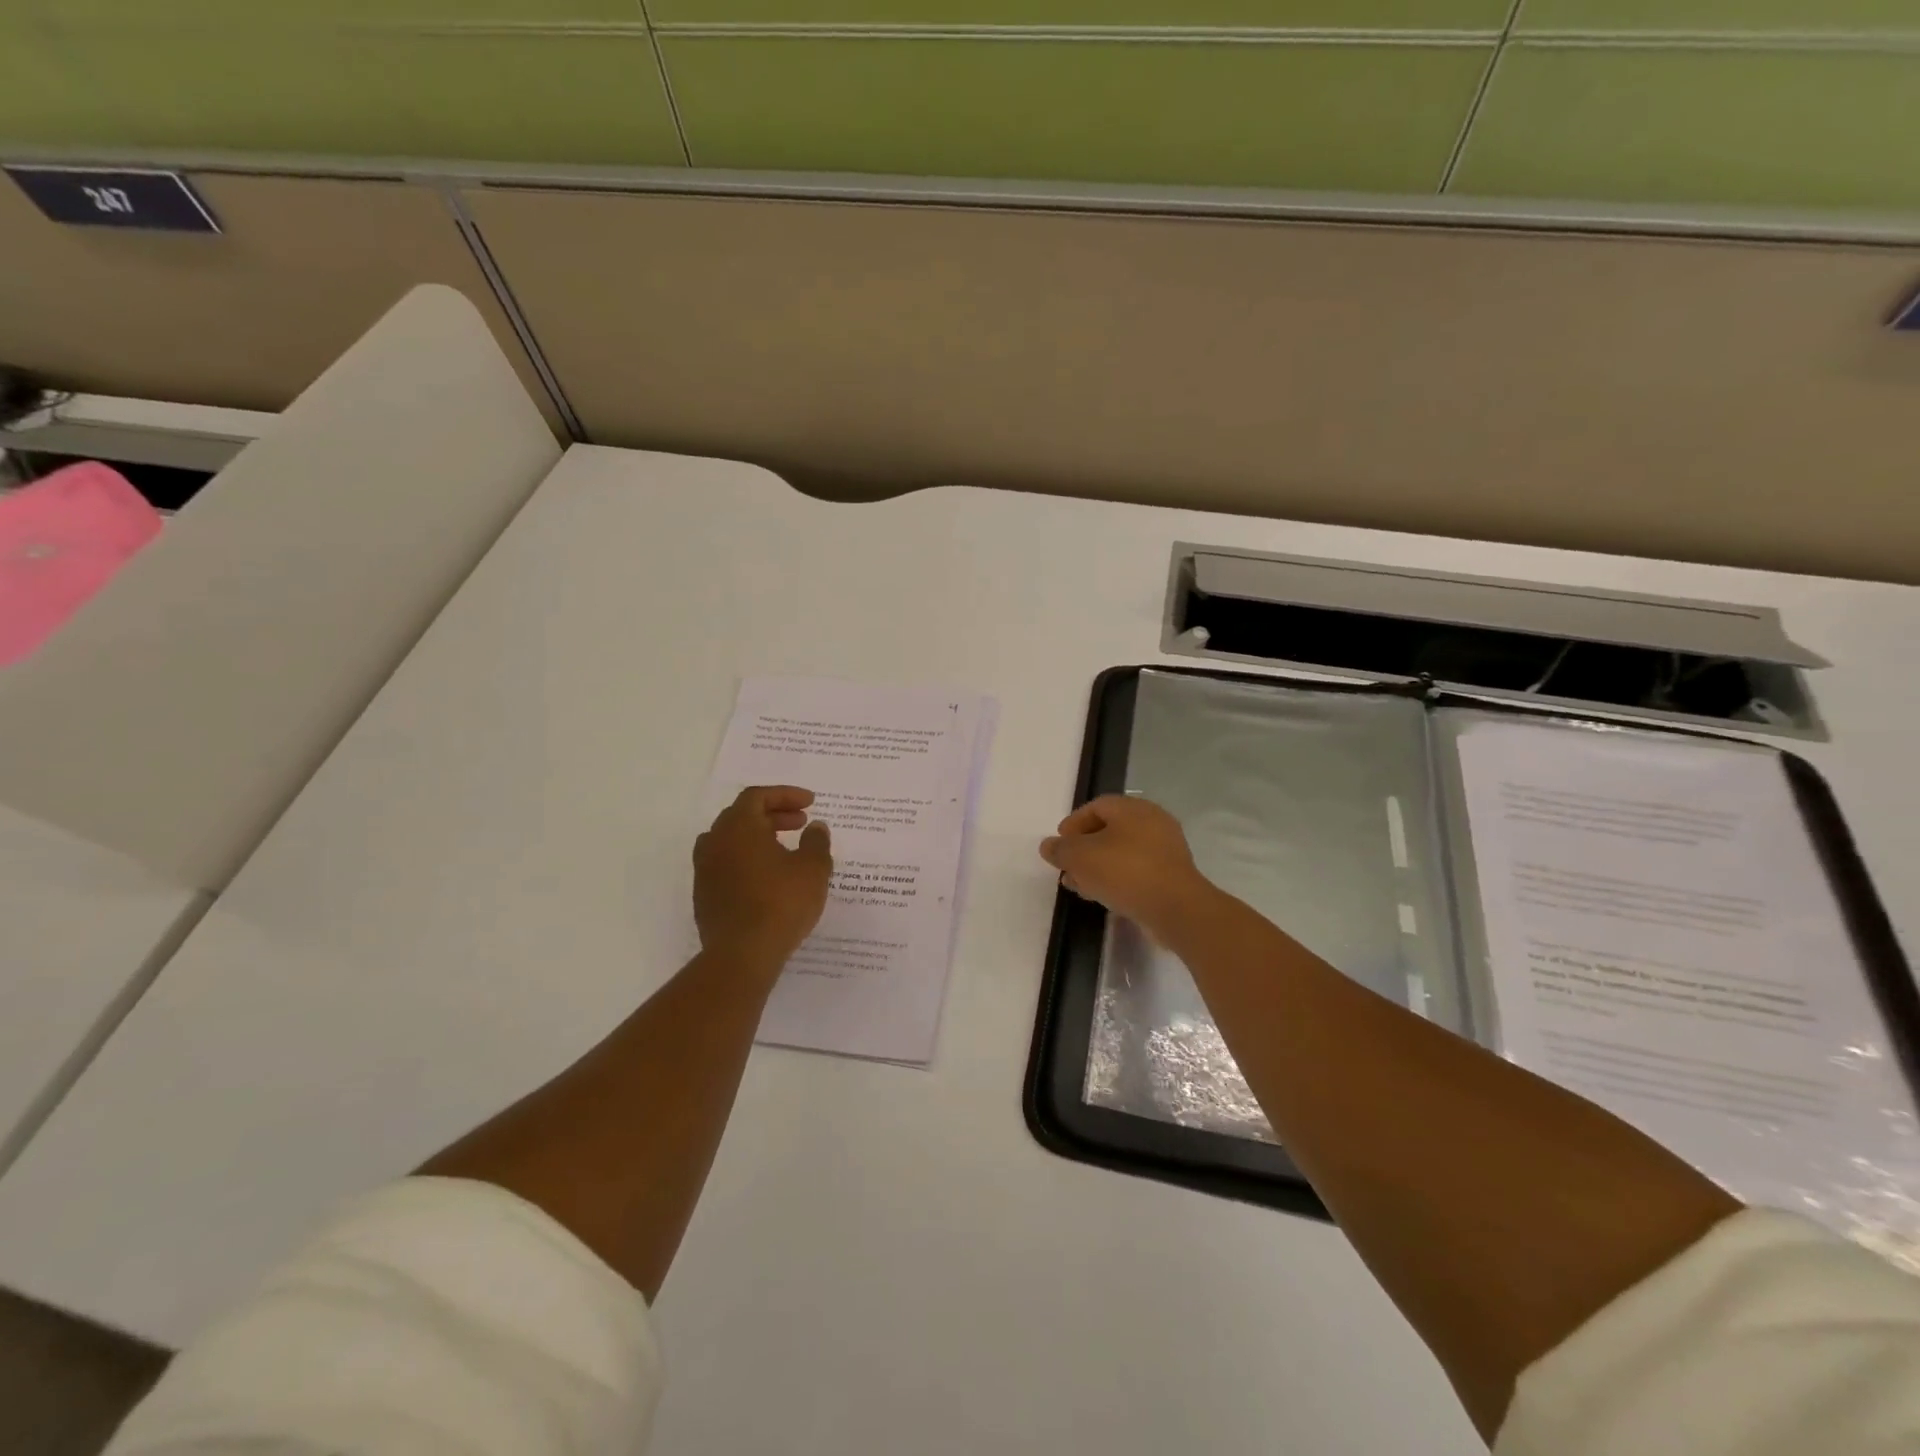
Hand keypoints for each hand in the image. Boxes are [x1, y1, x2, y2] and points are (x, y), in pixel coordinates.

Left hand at [694, 786, 833, 971]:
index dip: (785, 795)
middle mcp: (715, 842)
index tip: (810, 803)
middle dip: (773, 814)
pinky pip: (726, 865)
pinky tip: (768, 878)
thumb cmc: (781, 903)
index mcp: (739, 827)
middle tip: (801, 823)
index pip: (757, 796)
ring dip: (758, 837)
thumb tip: (815, 827)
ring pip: (730, 841)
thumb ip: (816, 842)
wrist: (742, 954)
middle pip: (742, 815)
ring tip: (784, 849)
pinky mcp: (704, 896)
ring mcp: (705, 870)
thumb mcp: (813, 868)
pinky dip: (747, 860)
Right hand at [1039, 794, 1217, 939]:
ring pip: (1123, 852)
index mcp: (1133, 808)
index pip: (1097, 806)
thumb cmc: (1125, 871)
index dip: (1073, 823)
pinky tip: (1103, 896)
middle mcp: (1153, 822)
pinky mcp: (1172, 875)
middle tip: (1067, 867)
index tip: (1059, 844)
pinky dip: (1117, 879)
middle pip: (1110, 829)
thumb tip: (1048, 846)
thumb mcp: (1081, 857)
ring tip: (1080, 886)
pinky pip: (1137, 870)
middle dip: (1084, 848)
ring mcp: (1166, 849)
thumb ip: (1060, 849)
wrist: (1176, 908)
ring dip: (1098, 866)